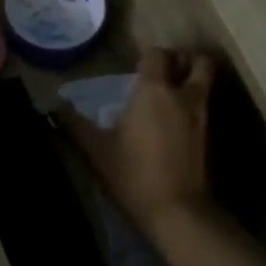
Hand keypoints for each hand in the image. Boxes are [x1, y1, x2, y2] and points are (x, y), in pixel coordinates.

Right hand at [60, 47, 215, 234]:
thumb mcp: (96, 150)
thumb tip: (52, 109)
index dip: (148, 55)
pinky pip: (207, 108)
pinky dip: (196, 107)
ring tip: (172, 95)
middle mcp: (184, 95)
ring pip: (207, 83)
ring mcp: (204, 116)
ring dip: (193, 81)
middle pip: (197, 60)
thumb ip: (74, 125)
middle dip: (184, 59)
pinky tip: (178, 123)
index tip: (136, 67)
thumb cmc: (133, 174)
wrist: (177, 212)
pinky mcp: (213, 138)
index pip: (157, 54)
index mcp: (154, 90)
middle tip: (166, 71)